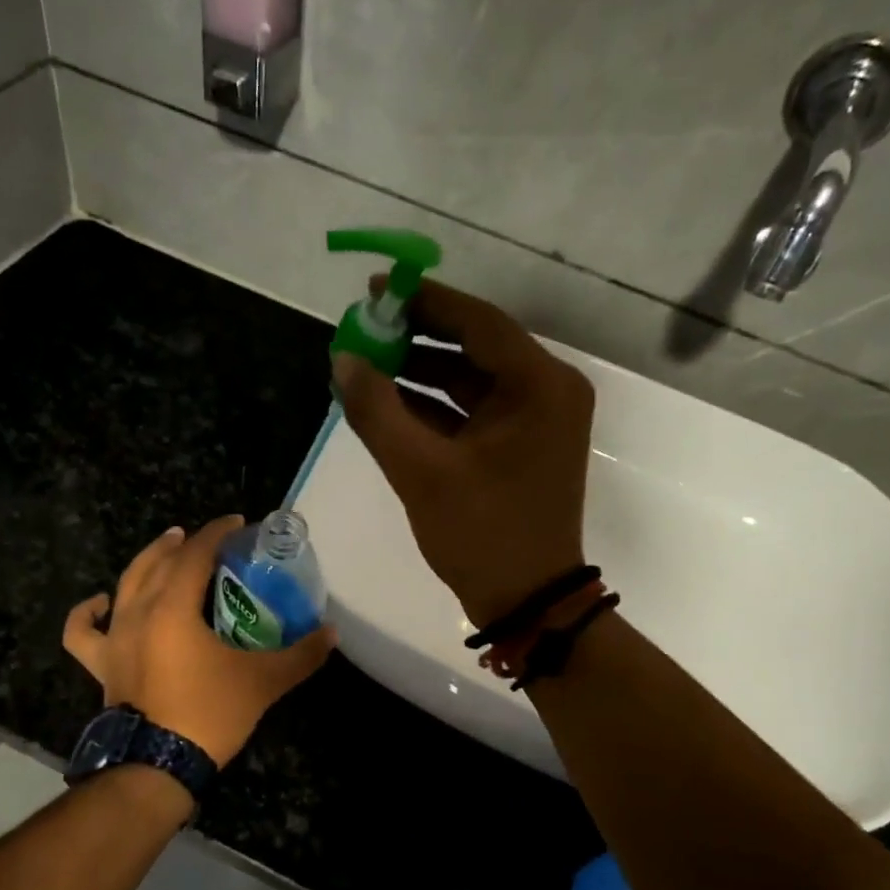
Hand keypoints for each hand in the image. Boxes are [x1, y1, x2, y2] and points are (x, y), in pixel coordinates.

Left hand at [63, 517, 336, 767]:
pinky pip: (84, 632)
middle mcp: (138, 612)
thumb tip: (332, 633)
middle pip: (159, 561)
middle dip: (184, 542)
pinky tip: (103, 602)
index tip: (238, 523)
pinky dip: (89, 613)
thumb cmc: (208, 714)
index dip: (217, 532)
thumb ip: (301, 655)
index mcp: (174, 608)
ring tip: (165, 549)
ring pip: (126, 584)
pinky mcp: (102, 664)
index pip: (195, 554)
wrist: (156, 766)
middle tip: (207, 537)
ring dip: (147, 561)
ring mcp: (115, 638)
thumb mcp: (263, 682)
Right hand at [331, 278, 593, 627]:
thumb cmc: (482, 534)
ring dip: (420, 372)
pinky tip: (387, 402)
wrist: (527, 601)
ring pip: (471, 379)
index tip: (376, 288)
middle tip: (364, 328)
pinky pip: (473, 410)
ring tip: (365, 363)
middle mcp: (547, 392)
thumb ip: (377, 411)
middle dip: (416, 337)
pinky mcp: (522, 444)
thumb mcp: (421, 472)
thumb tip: (342, 359)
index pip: (477, 322)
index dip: (424, 301)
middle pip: (475, 346)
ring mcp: (537, 420)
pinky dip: (434, 406)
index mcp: (539, 386)